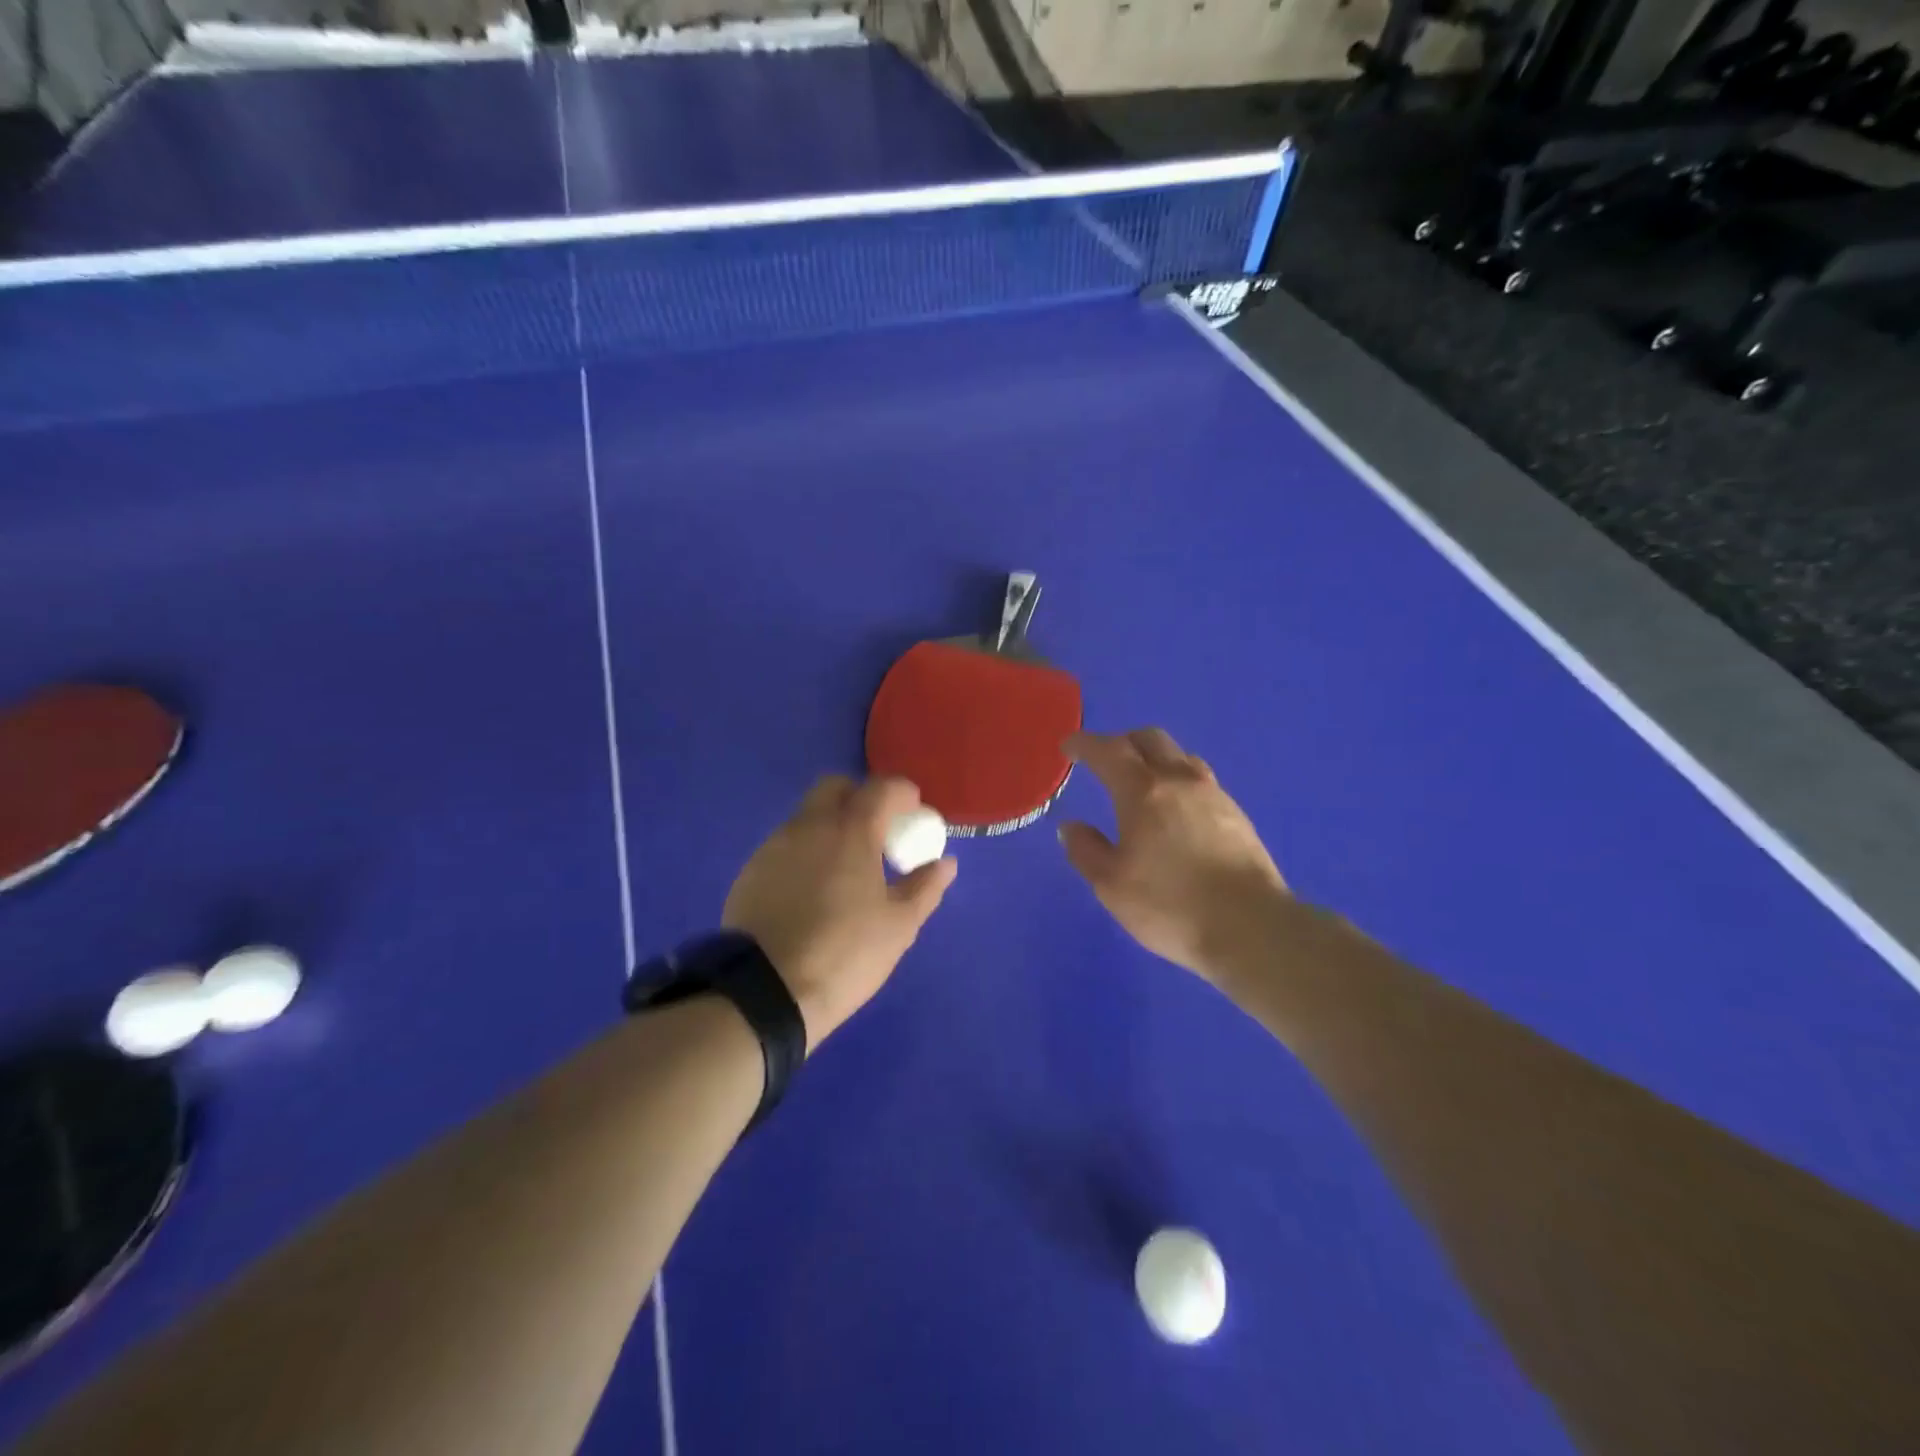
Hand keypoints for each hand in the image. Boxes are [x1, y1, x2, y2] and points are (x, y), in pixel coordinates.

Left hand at [723, 776, 956, 1047]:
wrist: (765, 991)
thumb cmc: (844, 954)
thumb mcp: (898, 926)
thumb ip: (925, 887)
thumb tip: (944, 862)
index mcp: (852, 831)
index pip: (882, 788)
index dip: (903, 794)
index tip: (915, 813)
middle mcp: (810, 826)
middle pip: (835, 787)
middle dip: (860, 797)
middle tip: (877, 832)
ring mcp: (775, 845)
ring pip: (807, 815)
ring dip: (830, 825)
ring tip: (845, 866)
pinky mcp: (751, 870)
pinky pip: (786, 844)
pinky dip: (806, 851)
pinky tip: (812, 889)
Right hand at [1059, 729, 1290, 983]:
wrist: (1252, 928)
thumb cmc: (1171, 905)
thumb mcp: (1111, 885)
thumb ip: (1086, 850)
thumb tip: (1073, 827)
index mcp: (1143, 791)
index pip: (1108, 751)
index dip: (1084, 744)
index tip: (1068, 746)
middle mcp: (1180, 780)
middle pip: (1150, 739)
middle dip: (1122, 741)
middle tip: (1104, 760)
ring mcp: (1214, 795)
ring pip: (1180, 756)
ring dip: (1155, 758)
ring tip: (1143, 782)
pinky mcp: (1237, 816)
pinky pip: (1201, 781)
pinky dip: (1179, 781)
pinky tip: (1176, 810)